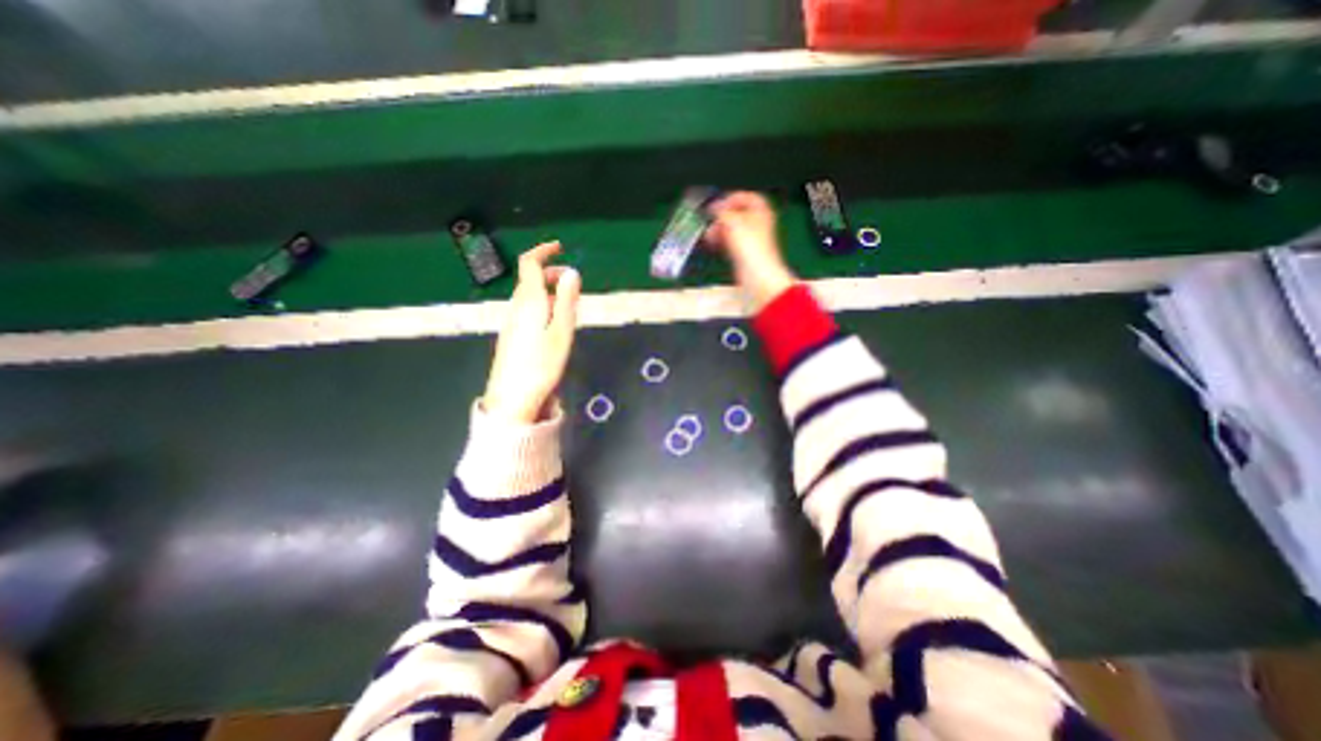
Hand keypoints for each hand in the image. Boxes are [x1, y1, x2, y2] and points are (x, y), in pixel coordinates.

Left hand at [479, 242, 577, 425]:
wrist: (513, 396)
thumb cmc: (542, 363)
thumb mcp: (561, 331)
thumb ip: (566, 301)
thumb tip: (571, 272)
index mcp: (529, 301)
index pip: (529, 264)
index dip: (543, 251)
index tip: (560, 247)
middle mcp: (516, 306)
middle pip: (530, 279)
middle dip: (550, 273)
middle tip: (572, 284)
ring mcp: (512, 321)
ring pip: (529, 295)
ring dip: (548, 291)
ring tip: (568, 306)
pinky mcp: (511, 334)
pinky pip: (527, 310)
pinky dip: (542, 305)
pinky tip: (553, 324)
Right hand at [713, 192, 794, 308]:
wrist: (757, 277)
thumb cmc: (749, 247)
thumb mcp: (733, 221)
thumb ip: (722, 211)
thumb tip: (714, 207)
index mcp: (760, 211)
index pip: (746, 196)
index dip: (730, 198)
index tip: (716, 205)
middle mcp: (758, 223)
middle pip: (738, 213)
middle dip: (722, 216)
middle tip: (710, 221)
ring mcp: (752, 240)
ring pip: (733, 229)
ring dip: (719, 229)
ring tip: (709, 235)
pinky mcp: (745, 254)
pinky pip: (731, 242)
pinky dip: (722, 241)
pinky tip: (713, 244)